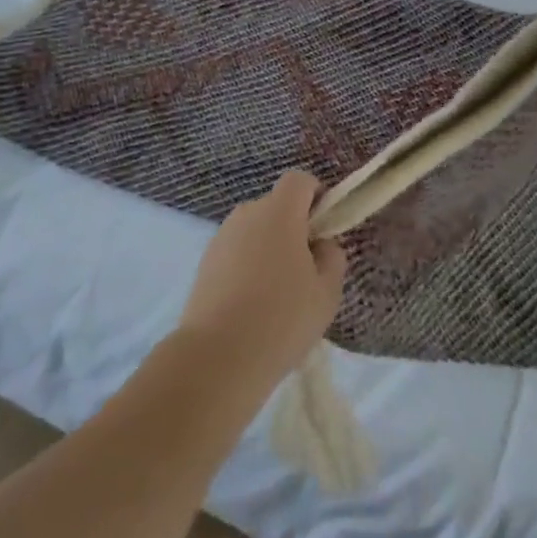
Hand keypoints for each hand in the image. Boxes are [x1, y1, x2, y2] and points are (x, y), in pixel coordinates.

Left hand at [179, 171, 346, 390]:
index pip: (300, 180)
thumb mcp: (327, 292)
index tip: (324, 230)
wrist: (217, 357)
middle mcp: (247, 213)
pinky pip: (236, 253)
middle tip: (305, 272)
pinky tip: (252, 307)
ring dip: (269, 249)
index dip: (317, 196)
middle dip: (293, 228)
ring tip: (277, 296)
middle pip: (276, 207)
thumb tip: (320, 244)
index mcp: (279, 211)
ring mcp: (221, 237)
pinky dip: (247, 268)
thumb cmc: (282, 318)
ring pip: (255, 231)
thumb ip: (332, 258)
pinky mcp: (204, 263)